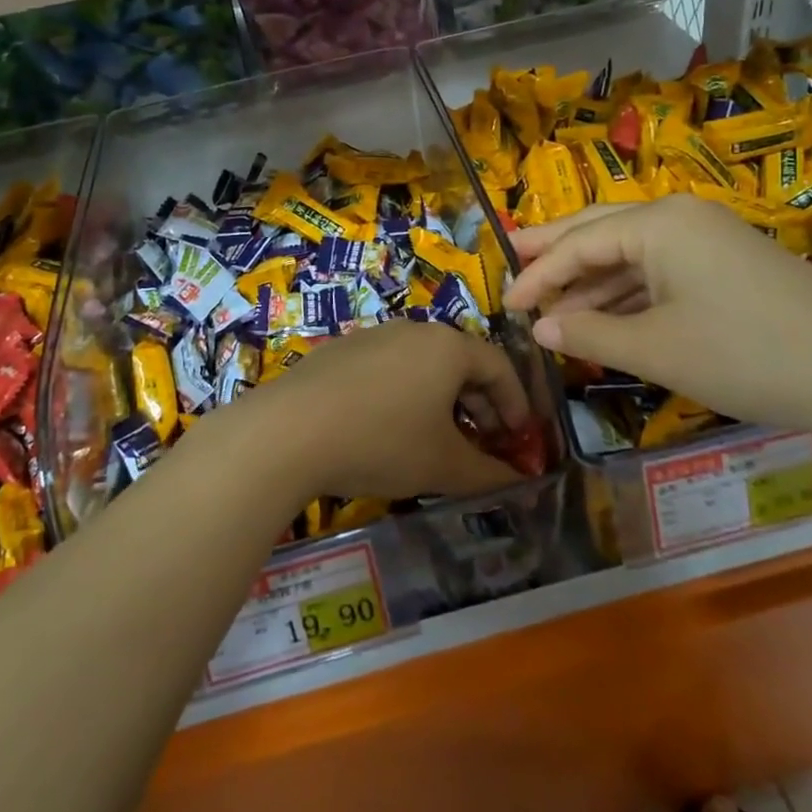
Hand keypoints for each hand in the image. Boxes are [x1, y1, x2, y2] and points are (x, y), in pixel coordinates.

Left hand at [248, 322, 531, 499]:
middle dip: (480, 405)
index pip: (499, 366)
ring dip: (442, 402)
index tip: (521, 438)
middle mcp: (414, 330)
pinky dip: (406, 396)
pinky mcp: (341, 351)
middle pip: (461, 363)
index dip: (516, 403)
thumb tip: (518, 481)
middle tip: (486, 444)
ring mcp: (374, 336)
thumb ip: (489, 474)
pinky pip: (390, 369)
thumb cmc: (382, 441)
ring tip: (440, 441)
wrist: (290, 430)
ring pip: (424, 366)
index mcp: (448, 346)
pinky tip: (391, 430)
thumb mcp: (443, 465)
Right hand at [503, 195, 811, 444]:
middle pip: (601, 230)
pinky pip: (660, 270)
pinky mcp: (727, 264)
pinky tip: (607, 318)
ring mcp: (708, 238)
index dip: (538, 274)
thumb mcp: (657, 349)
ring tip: (553, 309)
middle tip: (514, 264)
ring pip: (631, 253)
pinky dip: (628, 293)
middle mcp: (679, 217)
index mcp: (658, 223)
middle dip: (556, 253)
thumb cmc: (745, 353)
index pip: (579, 243)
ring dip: (592, 282)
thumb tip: (541, 328)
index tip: (504, 303)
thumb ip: (590, 334)